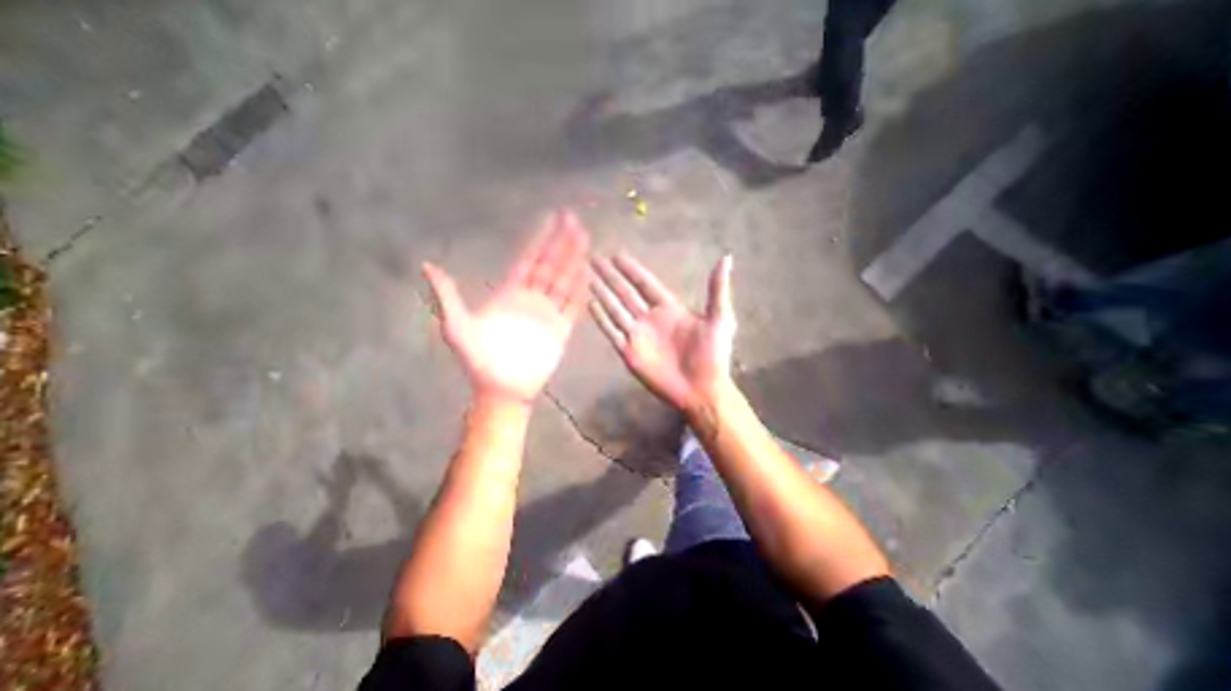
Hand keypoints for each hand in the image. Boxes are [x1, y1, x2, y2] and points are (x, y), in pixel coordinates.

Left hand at [425, 211, 589, 404]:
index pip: (528, 260)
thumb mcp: (457, 326)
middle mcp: (531, 299)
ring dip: (574, 261)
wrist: (501, 389)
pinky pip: (573, 307)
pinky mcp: (561, 330)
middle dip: (561, 243)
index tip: (551, 220)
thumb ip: (446, 296)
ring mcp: (547, 314)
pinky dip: (580, 291)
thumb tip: (428, 265)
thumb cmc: (478, 361)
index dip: (539, 240)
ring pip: (564, 281)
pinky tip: (587, 274)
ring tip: (585, 240)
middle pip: (550, 265)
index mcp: (509, 294)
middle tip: (574, 220)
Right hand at [591, 253, 734, 412]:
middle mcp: (650, 318)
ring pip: (615, 309)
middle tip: (596, 260)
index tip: (618, 256)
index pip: (645, 284)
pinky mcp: (630, 352)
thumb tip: (725, 258)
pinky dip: (601, 319)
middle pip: (626, 293)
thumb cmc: (713, 356)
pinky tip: (591, 304)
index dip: (631, 270)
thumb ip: (717, 289)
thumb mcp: (720, 319)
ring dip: (603, 293)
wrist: (703, 390)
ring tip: (589, 277)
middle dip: (611, 277)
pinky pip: (612, 332)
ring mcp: (638, 335)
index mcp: (669, 308)